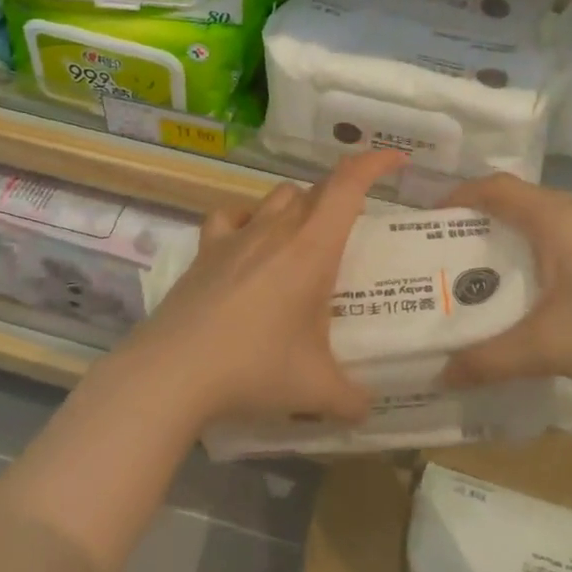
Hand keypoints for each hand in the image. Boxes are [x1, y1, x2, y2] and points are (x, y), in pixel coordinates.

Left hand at [122, 150, 407, 427]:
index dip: (374, 162)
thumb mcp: (316, 391)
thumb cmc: (255, 368)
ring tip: (306, 241)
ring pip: (277, 197)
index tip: (397, 161)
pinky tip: (248, 243)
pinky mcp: (206, 250)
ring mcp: (237, 236)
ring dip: (299, 206)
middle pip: (315, 190)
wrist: (174, 371)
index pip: (348, 184)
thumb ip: (352, 399)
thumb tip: (368, 410)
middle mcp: (276, 229)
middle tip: (355, 230)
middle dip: (342, 197)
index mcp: (312, 248)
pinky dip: (246, 220)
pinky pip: (229, 216)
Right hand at [439, 173, 571, 402]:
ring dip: (502, 245)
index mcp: (555, 219)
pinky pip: (556, 247)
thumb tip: (440, 373)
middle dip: (473, 225)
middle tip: (439, 257)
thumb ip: (490, 359)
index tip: (425, 221)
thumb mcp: (548, 346)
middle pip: (513, 204)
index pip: (494, 188)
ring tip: (470, 279)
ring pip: (536, 227)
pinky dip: (528, 261)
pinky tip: (520, 299)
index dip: (457, 196)